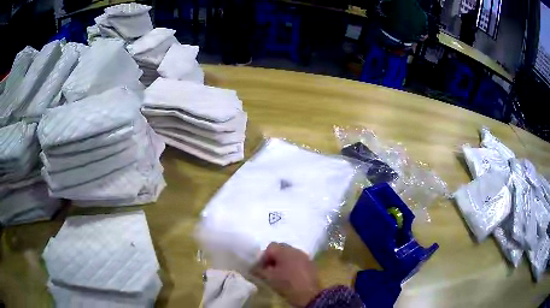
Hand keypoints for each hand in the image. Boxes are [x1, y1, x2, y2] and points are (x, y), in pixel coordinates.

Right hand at [252, 243, 321, 306]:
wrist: (309, 295)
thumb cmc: (287, 285)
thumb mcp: (269, 278)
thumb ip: (259, 270)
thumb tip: (253, 268)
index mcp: (285, 251)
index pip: (270, 247)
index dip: (263, 257)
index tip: (261, 268)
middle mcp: (295, 250)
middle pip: (280, 248)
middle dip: (273, 258)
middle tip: (269, 270)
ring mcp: (304, 256)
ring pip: (289, 254)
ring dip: (282, 261)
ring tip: (279, 273)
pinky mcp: (310, 263)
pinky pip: (297, 259)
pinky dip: (291, 264)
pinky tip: (289, 275)